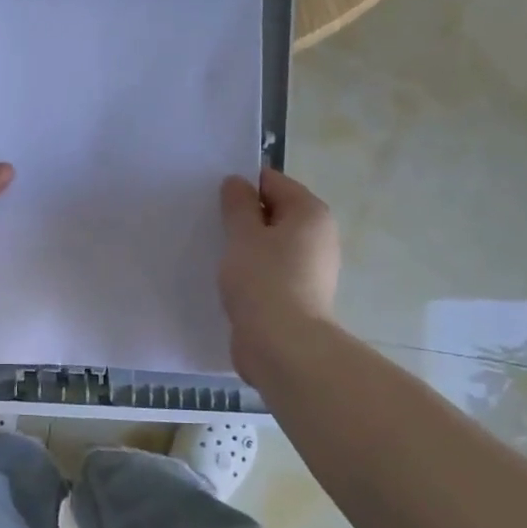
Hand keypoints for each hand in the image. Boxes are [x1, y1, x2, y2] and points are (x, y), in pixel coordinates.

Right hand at [218, 168, 340, 383]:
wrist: (283, 346)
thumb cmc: (263, 280)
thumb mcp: (243, 235)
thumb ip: (238, 205)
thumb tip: (237, 182)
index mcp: (310, 213)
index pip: (273, 181)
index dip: (242, 185)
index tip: (212, 197)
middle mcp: (318, 236)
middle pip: (274, 212)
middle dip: (242, 216)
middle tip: (209, 222)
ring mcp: (310, 268)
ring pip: (270, 244)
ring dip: (244, 245)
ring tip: (213, 250)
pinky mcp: (297, 295)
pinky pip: (270, 270)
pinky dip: (250, 269)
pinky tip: (226, 278)